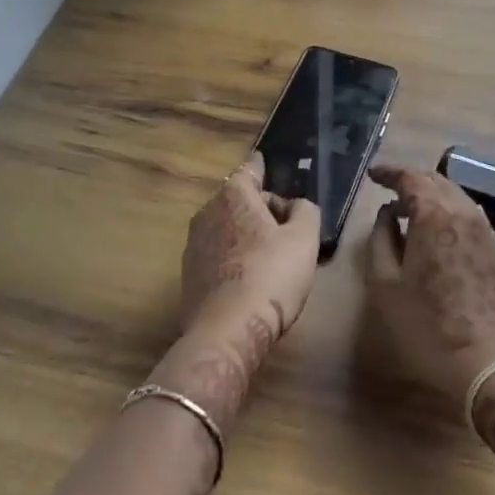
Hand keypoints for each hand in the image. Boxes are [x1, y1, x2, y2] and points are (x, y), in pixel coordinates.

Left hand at [180, 152, 319, 345]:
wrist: (227, 331)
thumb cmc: (271, 275)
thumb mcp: (305, 238)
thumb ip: (305, 211)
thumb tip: (295, 206)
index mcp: (234, 196)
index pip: (250, 170)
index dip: (261, 168)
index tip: (264, 163)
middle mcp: (207, 212)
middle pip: (238, 200)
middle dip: (258, 207)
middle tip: (285, 225)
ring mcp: (193, 245)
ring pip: (226, 227)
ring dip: (244, 233)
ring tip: (269, 254)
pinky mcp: (188, 275)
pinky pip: (217, 254)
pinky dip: (232, 257)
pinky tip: (249, 279)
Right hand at [364, 163, 494, 408]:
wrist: (487, 364)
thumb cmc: (427, 326)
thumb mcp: (386, 285)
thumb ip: (381, 240)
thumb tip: (387, 215)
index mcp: (435, 215)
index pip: (411, 178)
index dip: (390, 172)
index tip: (373, 175)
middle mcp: (464, 213)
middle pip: (437, 180)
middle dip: (411, 179)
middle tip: (389, 189)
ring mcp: (486, 231)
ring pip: (456, 195)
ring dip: (432, 193)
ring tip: (411, 208)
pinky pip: (469, 215)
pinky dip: (449, 210)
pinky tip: (438, 229)